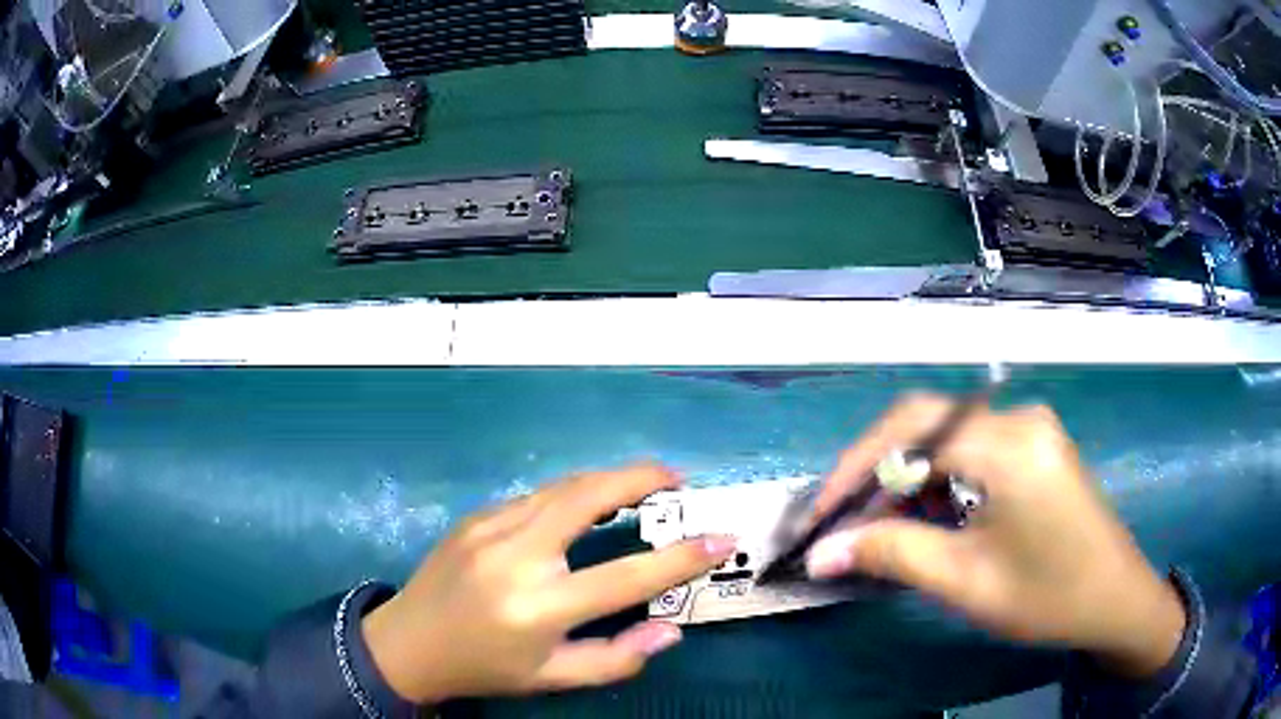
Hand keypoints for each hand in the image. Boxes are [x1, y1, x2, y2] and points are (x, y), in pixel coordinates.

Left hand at [361, 465, 735, 702]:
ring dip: (608, 480)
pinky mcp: (475, 517)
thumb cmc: (485, 667)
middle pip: (588, 498)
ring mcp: (490, 528)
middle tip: (677, 480)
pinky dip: (571, 493)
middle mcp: (516, 557)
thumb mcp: (553, 678)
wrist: (408, 643)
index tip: (721, 537)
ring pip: (562, 487)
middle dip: (640, 478)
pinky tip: (586, 504)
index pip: (626, 577)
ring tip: (643, 485)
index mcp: (539, 607)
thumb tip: (671, 630)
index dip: (681, 557)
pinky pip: (535, 497)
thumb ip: (616, 659)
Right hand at [807, 394, 1185, 678]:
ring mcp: (1031, 426)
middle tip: (843, 518)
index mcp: (1009, 444)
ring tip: (883, 524)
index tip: (820, 516)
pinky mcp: (1036, 443)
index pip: (913, 431)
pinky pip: (974, 446)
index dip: (857, 469)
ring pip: (948, 433)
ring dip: (908, 474)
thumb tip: (820, 553)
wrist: (1115, 599)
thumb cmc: (1047, 596)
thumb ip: (892, 555)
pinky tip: (931, 512)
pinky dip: (939, 476)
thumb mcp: (966, 581)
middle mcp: (1019, 417)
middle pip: (928, 421)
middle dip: (877, 466)